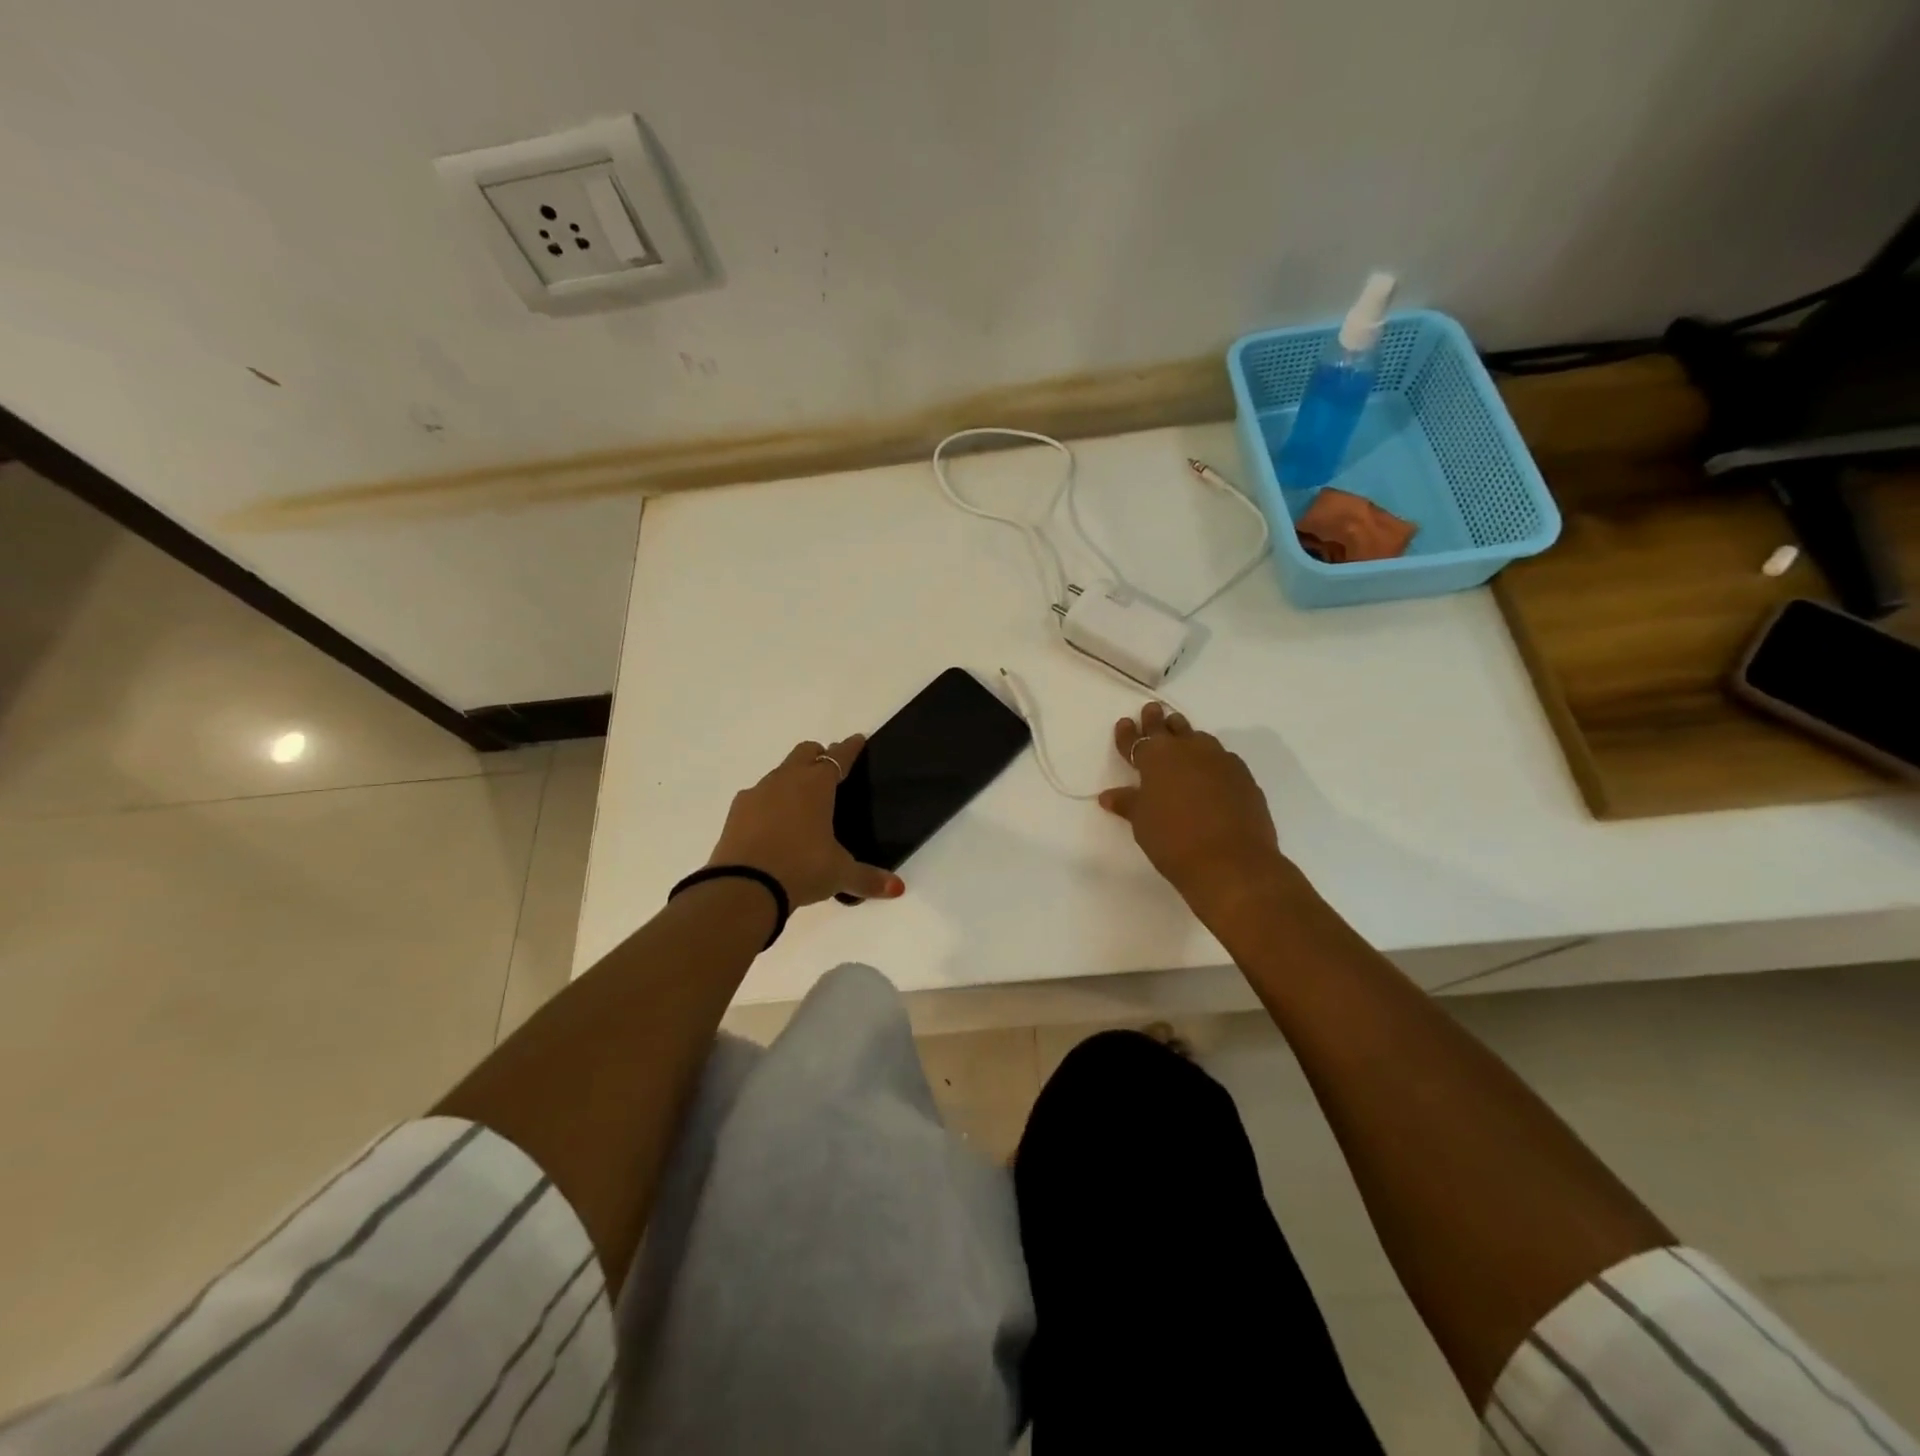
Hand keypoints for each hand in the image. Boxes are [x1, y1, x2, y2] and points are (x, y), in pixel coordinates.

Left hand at [707, 736, 903, 907]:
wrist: (744, 887)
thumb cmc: (802, 869)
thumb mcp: (840, 874)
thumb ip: (868, 878)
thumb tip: (898, 889)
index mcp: (816, 785)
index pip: (838, 757)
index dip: (850, 748)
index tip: (857, 740)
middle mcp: (786, 780)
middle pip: (805, 752)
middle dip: (819, 756)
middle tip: (829, 770)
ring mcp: (757, 793)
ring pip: (779, 773)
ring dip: (792, 779)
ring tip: (801, 803)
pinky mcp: (736, 812)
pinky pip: (757, 796)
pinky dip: (769, 803)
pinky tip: (773, 824)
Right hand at [1098, 702, 1290, 910]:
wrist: (1231, 862)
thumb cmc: (1173, 840)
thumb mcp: (1142, 822)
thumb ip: (1128, 803)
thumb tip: (1109, 795)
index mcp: (1157, 757)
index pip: (1136, 740)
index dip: (1128, 734)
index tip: (1125, 723)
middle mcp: (1188, 750)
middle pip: (1170, 729)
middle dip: (1158, 721)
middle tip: (1153, 710)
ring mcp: (1220, 761)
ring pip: (1199, 738)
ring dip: (1187, 735)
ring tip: (1181, 734)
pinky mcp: (1244, 777)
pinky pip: (1222, 758)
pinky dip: (1210, 759)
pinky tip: (1210, 770)